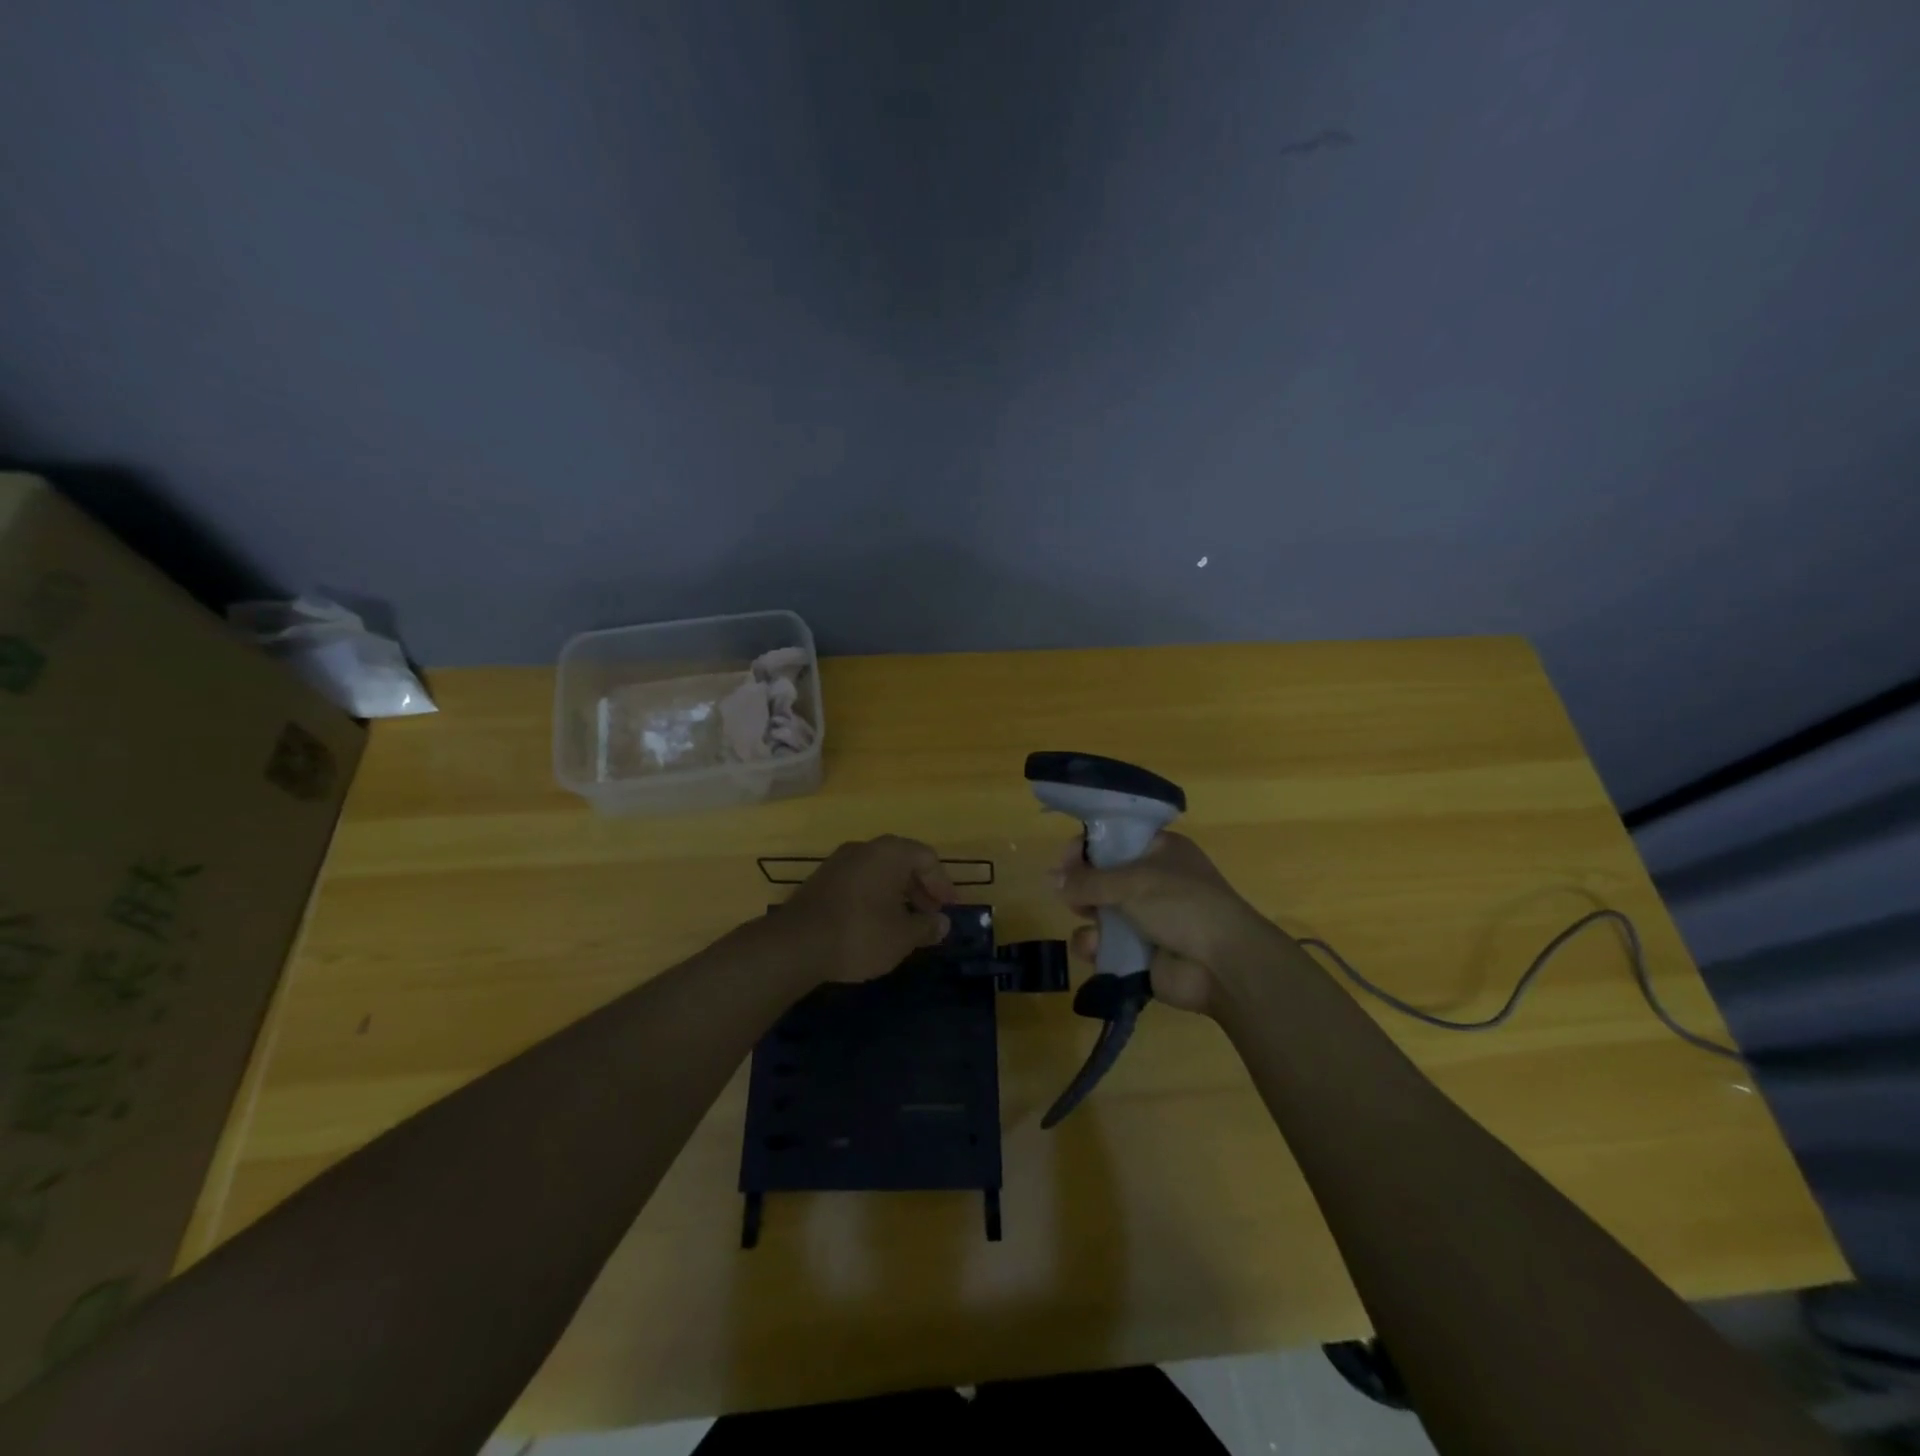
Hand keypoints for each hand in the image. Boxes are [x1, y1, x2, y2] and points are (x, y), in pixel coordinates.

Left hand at [777, 836, 957, 984]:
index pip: (927, 858)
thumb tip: (942, 923)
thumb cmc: (860, 934)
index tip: (949, 910)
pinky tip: (875, 924)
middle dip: (920, 889)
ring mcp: (838, 862)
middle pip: (902, 861)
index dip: (943, 884)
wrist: (795, 944)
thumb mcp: (902, 936)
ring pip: (878, 872)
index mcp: (890, 853)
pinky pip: (859, 881)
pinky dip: (874, 897)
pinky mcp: (821, 880)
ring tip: (904, 923)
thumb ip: (926, 927)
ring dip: (897, 894)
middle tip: (930, 916)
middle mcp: (864, 848)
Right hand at [1051, 832, 1277, 1015]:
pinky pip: (1105, 945)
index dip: (1088, 847)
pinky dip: (1096, 946)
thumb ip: (1087, 880)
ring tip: (1084, 918)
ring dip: (1087, 916)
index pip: (1115, 839)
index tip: (1066, 860)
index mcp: (1160, 851)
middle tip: (1068, 892)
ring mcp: (1147, 918)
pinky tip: (1094, 948)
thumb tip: (1050, 878)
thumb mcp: (1131, 882)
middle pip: (1103, 877)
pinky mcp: (1140, 953)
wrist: (1223, 965)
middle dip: (1082, 885)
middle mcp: (1153, 881)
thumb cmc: (1182, 905)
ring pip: (1100, 912)